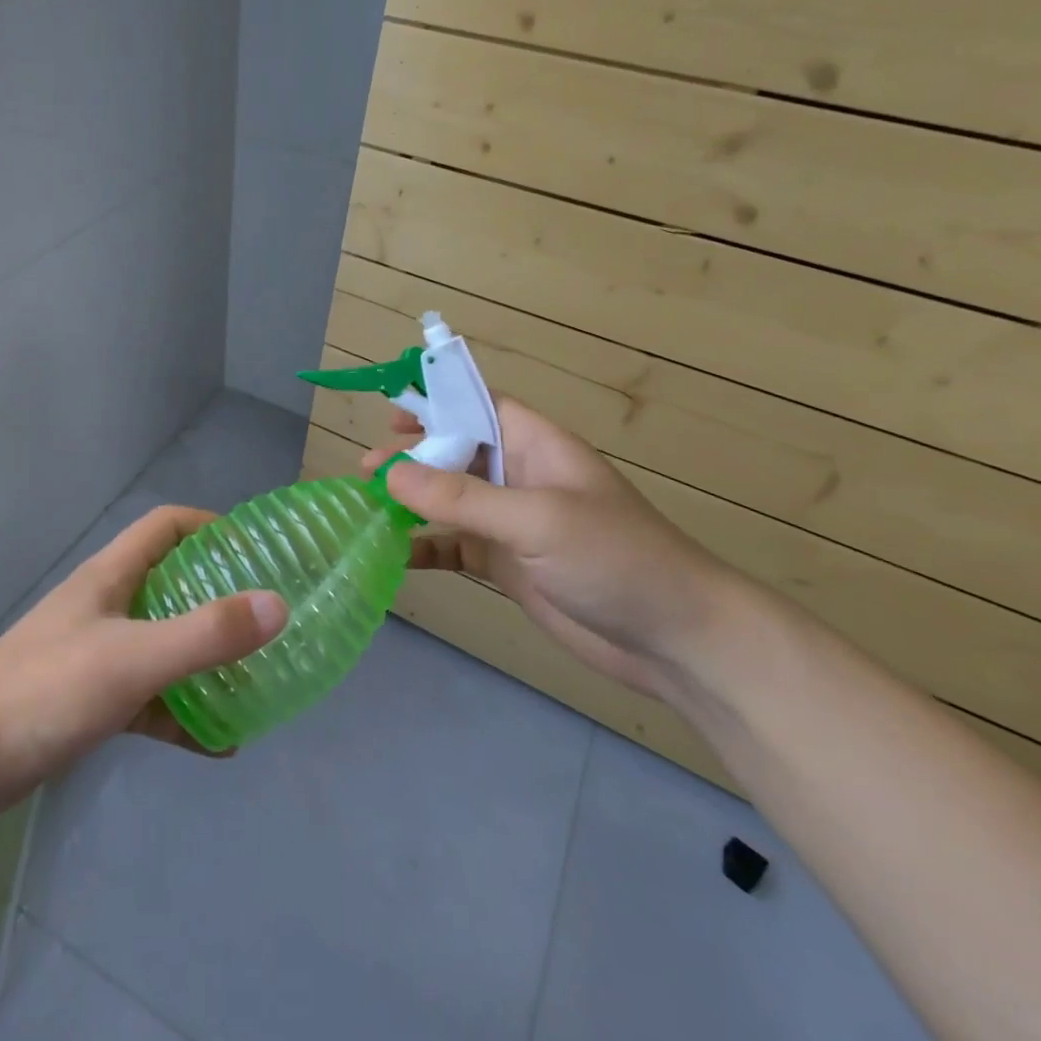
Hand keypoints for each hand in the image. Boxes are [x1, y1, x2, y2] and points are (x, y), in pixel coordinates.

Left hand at [0, 506, 286, 818]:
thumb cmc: (47, 688)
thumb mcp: (134, 657)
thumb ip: (205, 634)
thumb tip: (278, 605)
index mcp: (112, 576)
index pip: (166, 527)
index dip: (211, 527)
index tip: (255, 549)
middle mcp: (108, 607)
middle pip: (172, 585)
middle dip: (220, 597)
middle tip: (267, 618)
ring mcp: (99, 655)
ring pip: (165, 645)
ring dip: (206, 660)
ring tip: (257, 678)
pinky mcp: (92, 701)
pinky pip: (152, 699)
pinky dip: (185, 714)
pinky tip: (221, 743)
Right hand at [365, 400, 735, 698]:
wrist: (674, 640)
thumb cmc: (614, 558)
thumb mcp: (536, 518)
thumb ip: (462, 496)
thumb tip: (391, 472)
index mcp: (536, 446)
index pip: (479, 406)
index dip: (437, 401)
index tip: (390, 410)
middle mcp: (520, 477)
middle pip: (455, 452)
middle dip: (411, 456)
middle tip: (366, 470)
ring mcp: (513, 523)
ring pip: (450, 500)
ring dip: (411, 501)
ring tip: (367, 507)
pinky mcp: (507, 564)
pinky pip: (455, 545)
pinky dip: (425, 546)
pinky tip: (394, 555)